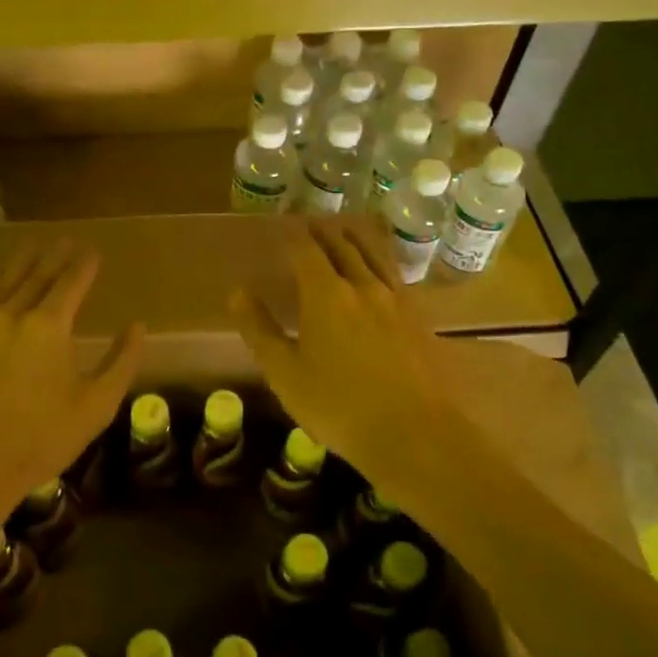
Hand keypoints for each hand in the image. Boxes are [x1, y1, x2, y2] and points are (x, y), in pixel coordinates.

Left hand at [0, 239, 142, 546]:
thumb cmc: (39, 439)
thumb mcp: (95, 406)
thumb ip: (121, 362)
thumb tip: (139, 327)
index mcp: (47, 326)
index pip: (70, 283)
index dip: (83, 265)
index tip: (92, 250)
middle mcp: (10, 316)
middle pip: (35, 276)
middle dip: (52, 256)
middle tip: (64, 239)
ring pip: (3, 286)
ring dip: (21, 265)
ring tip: (31, 248)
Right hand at [230, 217, 482, 483]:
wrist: (415, 434)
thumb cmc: (339, 407)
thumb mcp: (286, 374)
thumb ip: (261, 330)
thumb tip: (238, 292)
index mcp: (326, 295)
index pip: (305, 250)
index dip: (291, 235)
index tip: (280, 225)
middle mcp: (362, 286)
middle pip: (342, 245)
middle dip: (323, 231)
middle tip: (309, 222)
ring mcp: (396, 299)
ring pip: (373, 254)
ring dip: (354, 238)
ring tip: (344, 230)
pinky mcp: (419, 317)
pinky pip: (394, 274)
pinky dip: (379, 260)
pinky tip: (378, 270)